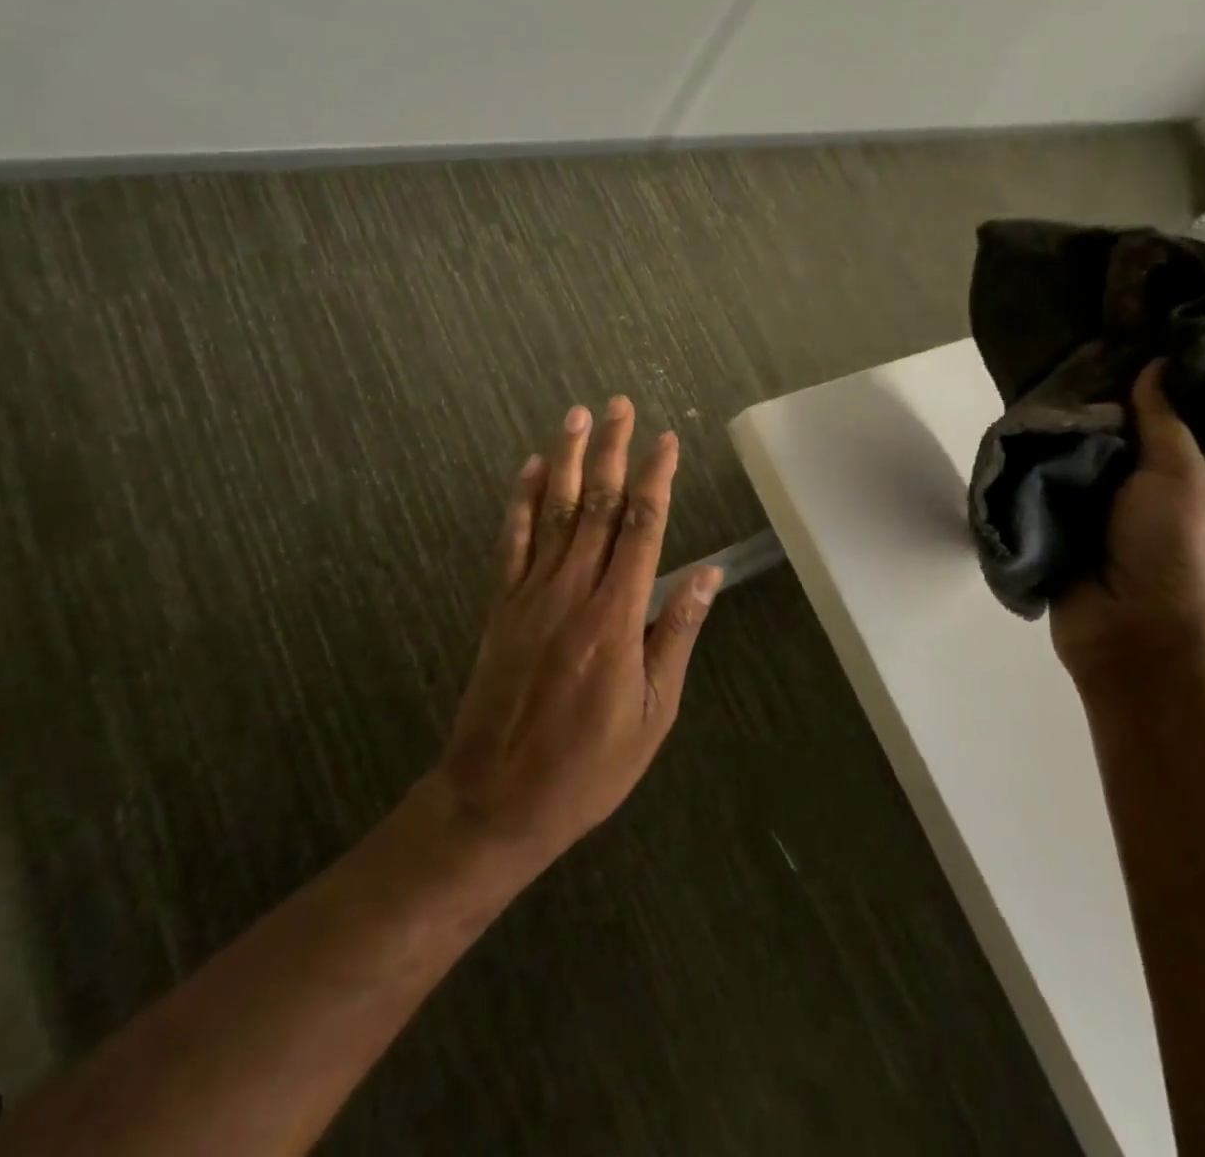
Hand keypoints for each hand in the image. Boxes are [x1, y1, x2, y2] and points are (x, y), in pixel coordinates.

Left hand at [430, 397, 719, 868]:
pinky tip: (529, 468)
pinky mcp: (500, 606)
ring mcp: (530, 594)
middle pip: (598, 505)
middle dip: (612, 451)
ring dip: (568, 460)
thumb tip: (707, 574)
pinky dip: (520, 501)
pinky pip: (511, 542)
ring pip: (554, 511)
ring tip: (576, 416)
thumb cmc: (589, 765)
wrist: (497, 799)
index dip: (658, 479)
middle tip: (619, 406)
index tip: (668, 440)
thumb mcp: (654, 712)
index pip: (644, 528)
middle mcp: (573, 591)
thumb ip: (675, 634)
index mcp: (617, 616)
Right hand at [1051, 361, 1204, 684]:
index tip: (1122, 339)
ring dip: (1060, 432)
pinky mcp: (1064, 527)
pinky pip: (1048, 486)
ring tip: (1030, 384)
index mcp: (1203, 474)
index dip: (1156, 379)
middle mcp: (1154, 487)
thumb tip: (1156, 364)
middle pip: (1124, 431)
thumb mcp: (1186, 478)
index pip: (1181, 413)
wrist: (1133, 639)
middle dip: (1097, 402)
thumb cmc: (1178, 554)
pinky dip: (1034, 464)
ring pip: (1081, 456)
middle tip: (1063, 356)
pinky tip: (1013, 430)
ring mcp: (1107, 510)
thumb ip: (1165, 421)